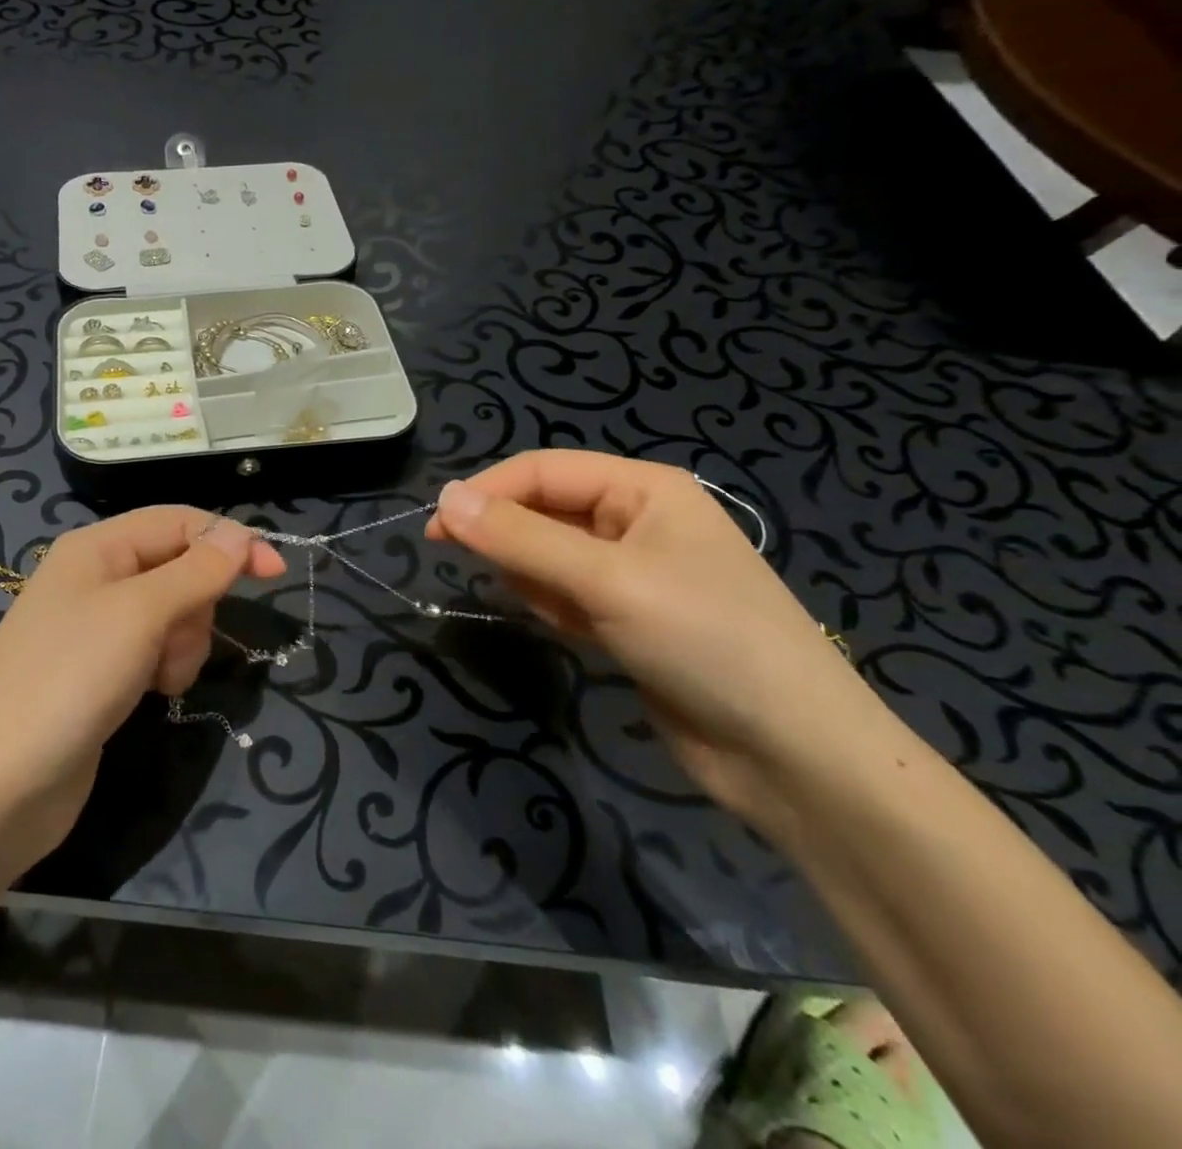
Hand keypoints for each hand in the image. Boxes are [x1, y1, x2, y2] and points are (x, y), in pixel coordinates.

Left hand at [0, 507, 283, 868]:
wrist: (0, 787)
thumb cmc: (69, 680)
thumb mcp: (140, 614)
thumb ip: (196, 571)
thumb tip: (239, 533)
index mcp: (96, 546)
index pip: (178, 521)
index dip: (228, 540)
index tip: (275, 573)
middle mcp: (95, 577)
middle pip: (178, 568)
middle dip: (195, 605)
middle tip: (176, 641)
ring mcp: (97, 627)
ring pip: (173, 613)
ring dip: (182, 643)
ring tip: (158, 678)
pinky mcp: (102, 670)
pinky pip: (155, 649)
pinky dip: (165, 667)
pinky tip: (152, 695)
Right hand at [428, 450, 880, 819]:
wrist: (793, 756)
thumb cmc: (705, 641)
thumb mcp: (606, 580)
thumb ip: (520, 538)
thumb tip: (444, 498)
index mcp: (643, 489)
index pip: (542, 471)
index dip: (485, 492)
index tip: (435, 529)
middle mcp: (636, 520)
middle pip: (543, 510)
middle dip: (508, 536)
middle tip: (468, 565)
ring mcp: (633, 572)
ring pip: (548, 553)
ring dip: (531, 575)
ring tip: (553, 610)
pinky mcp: (628, 618)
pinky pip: (565, 592)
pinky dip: (552, 605)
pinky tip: (570, 630)